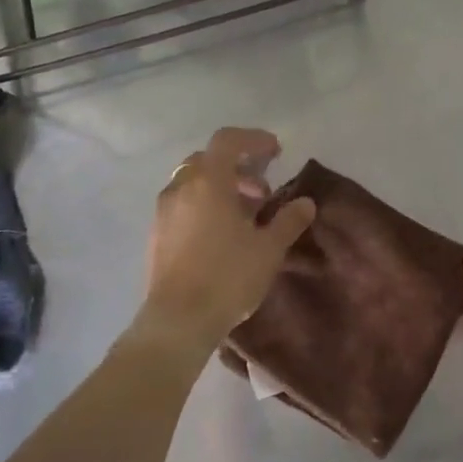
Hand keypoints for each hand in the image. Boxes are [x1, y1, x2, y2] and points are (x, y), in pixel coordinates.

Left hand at [139, 127, 315, 359]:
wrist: (177, 322)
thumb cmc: (227, 277)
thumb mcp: (268, 249)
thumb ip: (288, 220)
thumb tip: (306, 203)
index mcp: (208, 181)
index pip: (228, 140)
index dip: (254, 139)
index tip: (276, 152)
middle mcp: (181, 187)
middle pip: (209, 159)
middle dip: (238, 167)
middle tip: (261, 192)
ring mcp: (164, 210)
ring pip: (193, 181)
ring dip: (220, 187)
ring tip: (244, 216)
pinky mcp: (156, 233)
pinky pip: (182, 203)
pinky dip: (203, 204)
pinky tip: (220, 235)